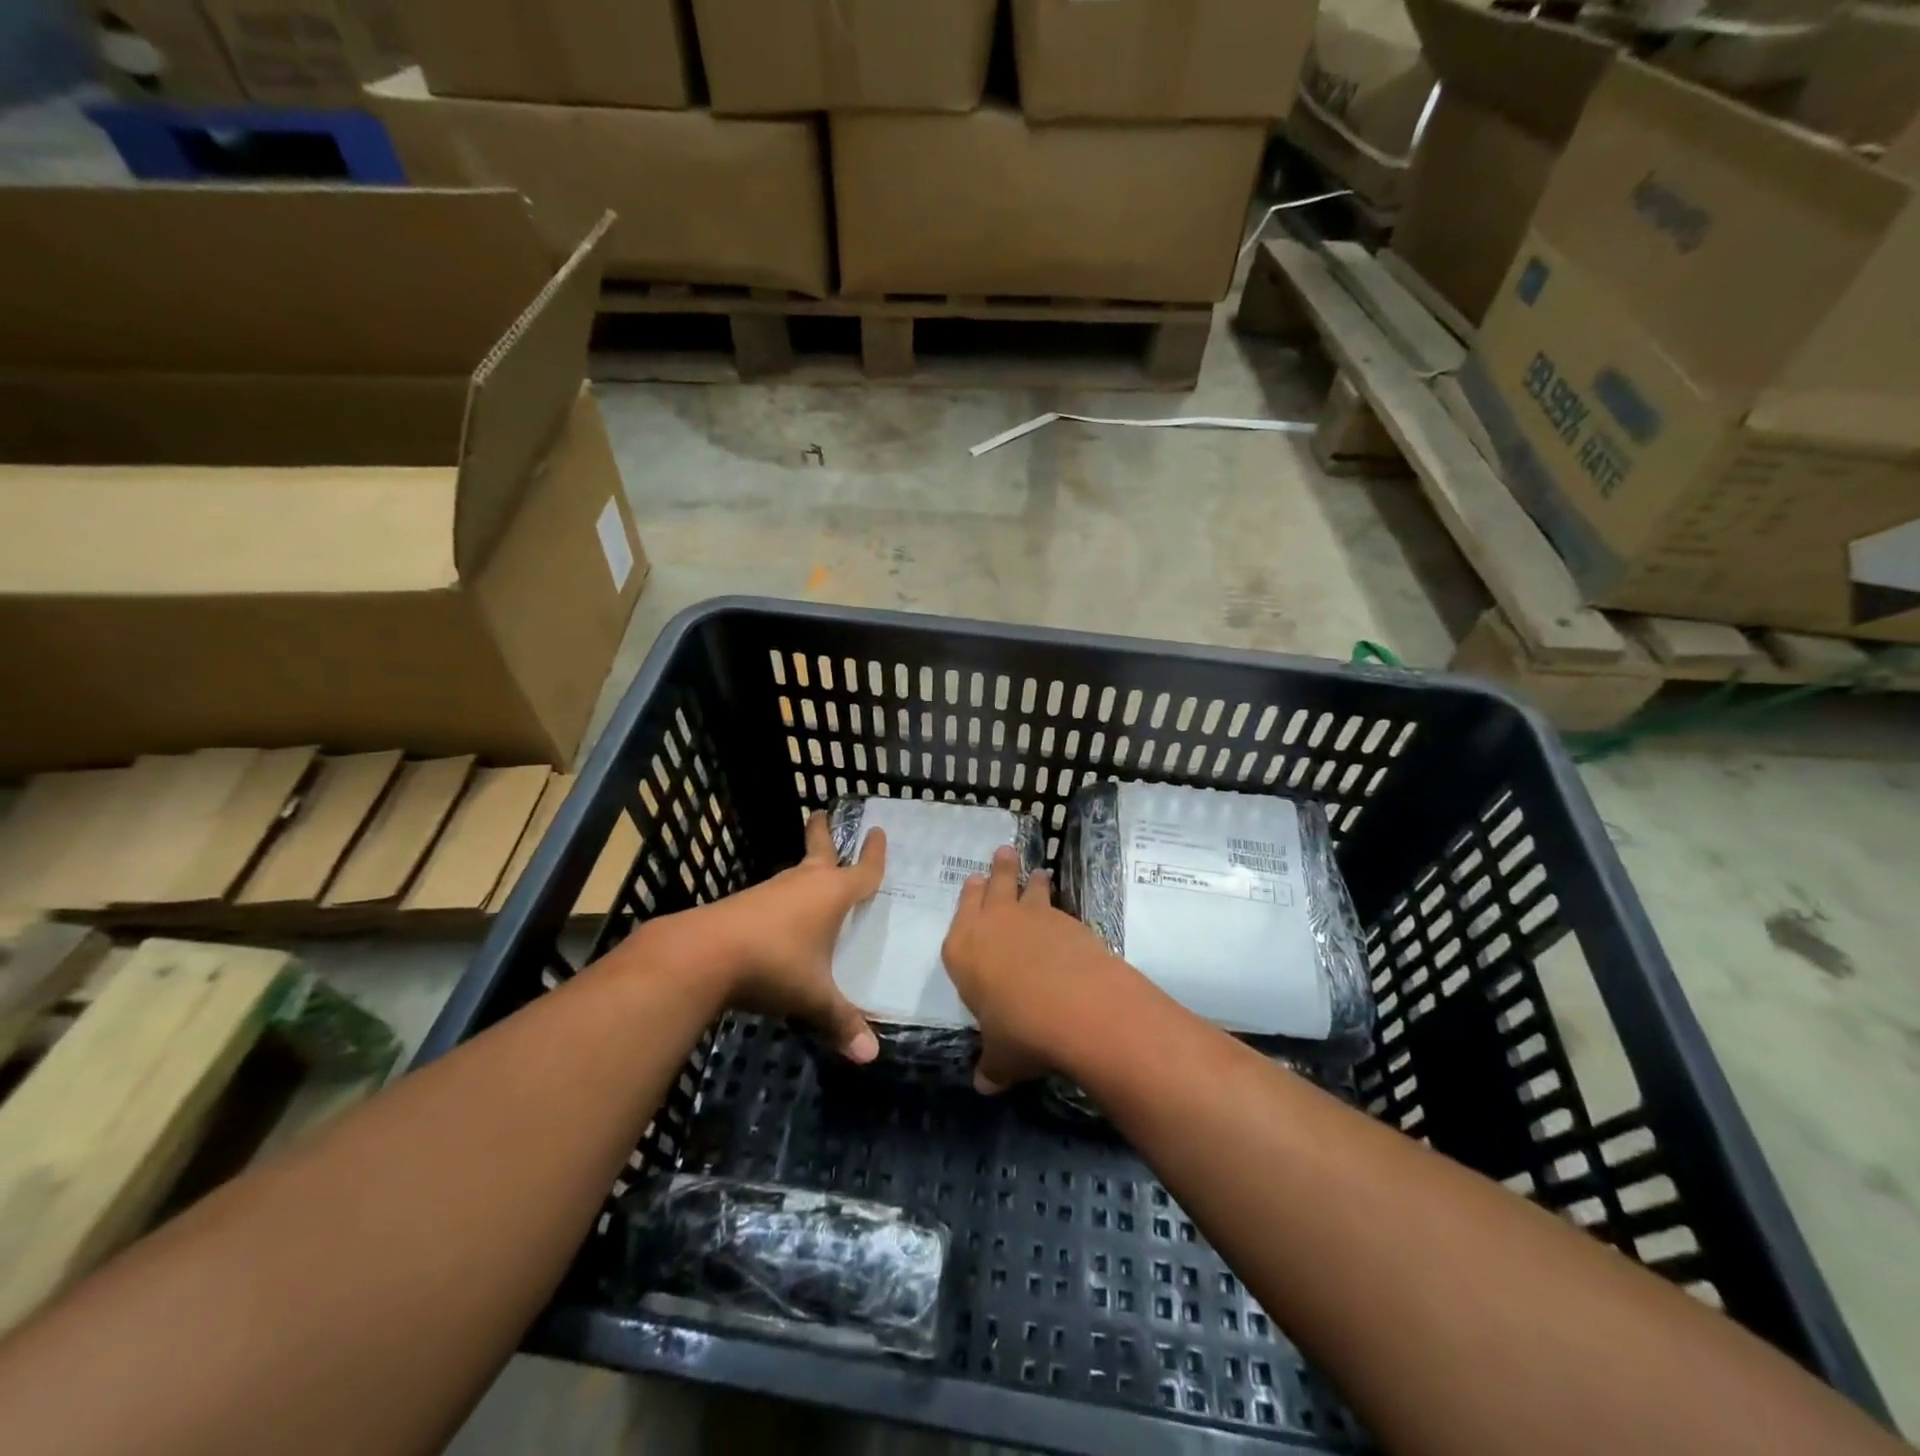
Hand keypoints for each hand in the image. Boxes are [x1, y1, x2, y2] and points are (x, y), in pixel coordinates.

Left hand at [688, 812, 885, 1061]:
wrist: (703, 954)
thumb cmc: (774, 964)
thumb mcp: (813, 997)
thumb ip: (841, 1022)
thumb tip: (870, 1056)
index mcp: (831, 894)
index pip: (863, 871)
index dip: (874, 855)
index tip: (878, 832)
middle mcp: (804, 883)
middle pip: (819, 850)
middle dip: (823, 833)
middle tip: (822, 812)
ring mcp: (771, 891)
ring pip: (795, 873)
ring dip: (805, 869)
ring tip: (813, 873)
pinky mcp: (744, 904)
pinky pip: (775, 896)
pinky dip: (785, 898)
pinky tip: (782, 917)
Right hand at [943, 846, 1120, 1093]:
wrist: (1076, 1006)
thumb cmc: (1020, 1030)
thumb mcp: (1001, 1057)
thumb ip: (992, 1065)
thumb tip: (985, 1084)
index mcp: (963, 949)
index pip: (962, 913)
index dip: (968, 897)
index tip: (973, 881)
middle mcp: (993, 923)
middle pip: (993, 886)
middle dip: (998, 870)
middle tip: (1003, 853)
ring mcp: (1032, 916)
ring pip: (1028, 888)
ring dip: (1031, 880)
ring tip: (1036, 872)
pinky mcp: (1067, 919)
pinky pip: (1057, 906)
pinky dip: (1057, 906)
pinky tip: (1064, 917)